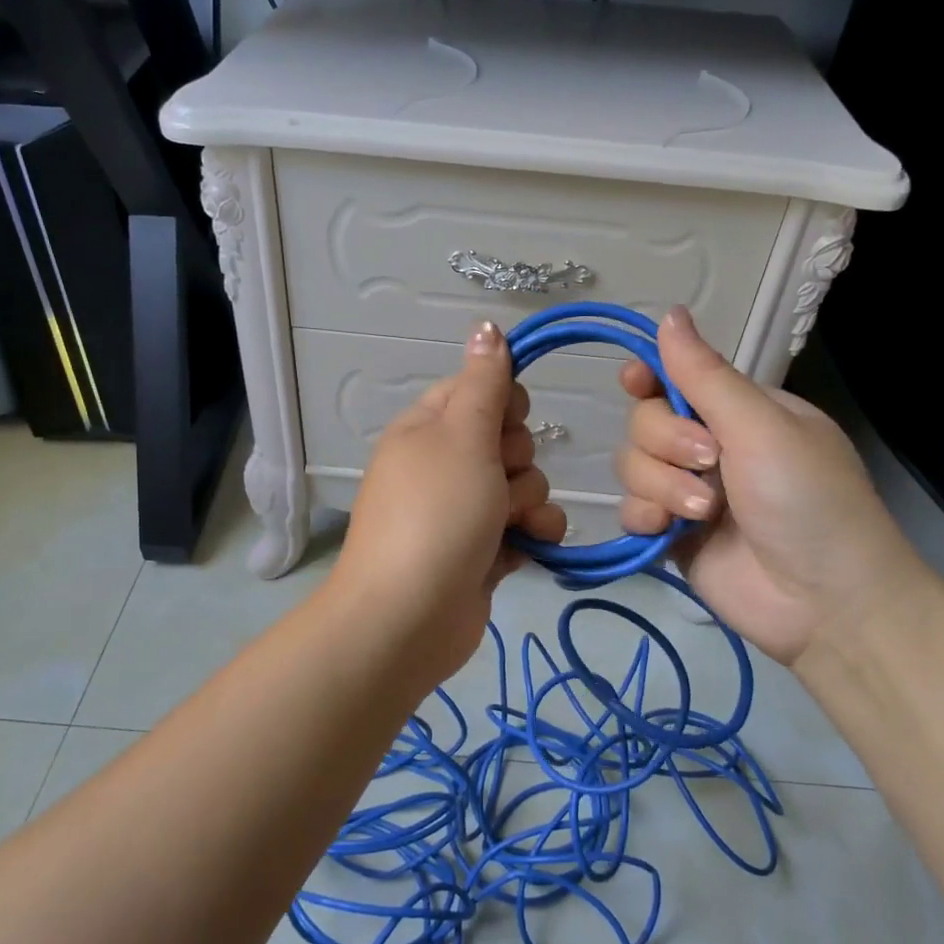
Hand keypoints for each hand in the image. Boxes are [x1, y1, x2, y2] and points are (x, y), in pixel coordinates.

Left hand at [330, 321, 566, 683]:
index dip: (503, 403)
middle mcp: (443, 464)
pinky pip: (524, 526)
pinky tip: (531, 546)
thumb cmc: (436, 514)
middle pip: (506, 438)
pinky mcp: (482, 550)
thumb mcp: (462, 436)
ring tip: (509, 524)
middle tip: (497, 481)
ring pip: (522, 483)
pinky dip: (533, 534)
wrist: (410, 617)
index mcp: (427, 428)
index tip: (506, 423)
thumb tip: (486, 326)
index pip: (478, 389)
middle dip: (516, 459)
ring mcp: (463, 510)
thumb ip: (484, 383)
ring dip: (528, 501)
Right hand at [615, 307, 928, 666]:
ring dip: (661, 484)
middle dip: (666, 441)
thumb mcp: (763, 428)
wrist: (825, 601)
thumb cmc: (808, 500)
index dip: (650, 377)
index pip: (677, 379)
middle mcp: (710, 446)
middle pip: (645, 421)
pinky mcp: (671, 533)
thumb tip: (669, 313)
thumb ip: (706, 376)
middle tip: (709, 464)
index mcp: (740, 412)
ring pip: (632, 464)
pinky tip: (665, 531)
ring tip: (703, 512)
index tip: (635, 382)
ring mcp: (687, 491)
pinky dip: (643, 515)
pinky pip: (631, 508)